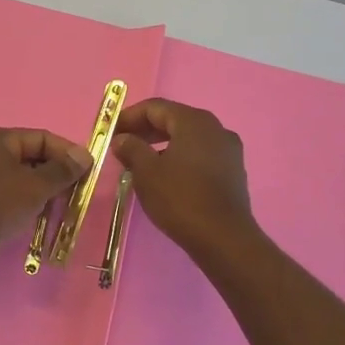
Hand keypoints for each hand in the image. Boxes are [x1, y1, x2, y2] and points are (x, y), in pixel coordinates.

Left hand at [0, 127, 92, 283]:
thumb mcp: (35, 187)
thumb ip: (62, 170)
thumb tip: (85, 155)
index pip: (41, 137)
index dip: (67, 153)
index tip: (89, 172)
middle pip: (31, 156)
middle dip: (56, 174)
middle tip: (78, 193)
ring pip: (20, 177)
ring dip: (43, 190)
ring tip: (62, 207)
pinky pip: (8, 193)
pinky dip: (26, 202)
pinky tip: (39, 217)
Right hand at [112, 99, 261, 260]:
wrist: (223, 238)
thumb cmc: (180, 199)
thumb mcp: (147, 172)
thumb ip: (131, 149)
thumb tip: (122, 138)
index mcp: (194, 121)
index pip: (155, 107)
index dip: (129, 116)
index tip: (110, 131)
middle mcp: (215, 128)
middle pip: (174, 119)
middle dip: (146, 129)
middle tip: (122, 144)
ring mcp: (228, 149)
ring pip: (188, 137)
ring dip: (162, 144)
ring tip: (141, 161)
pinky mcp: (233, 170)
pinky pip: (201, 153)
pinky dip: (180, 156)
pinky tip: (166, 175)